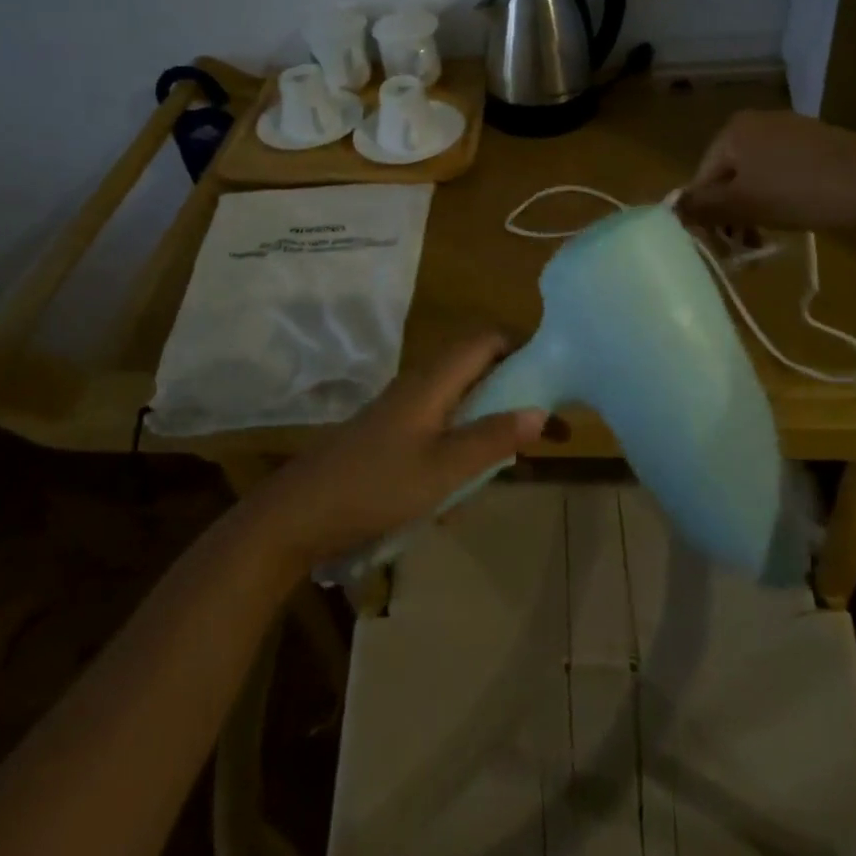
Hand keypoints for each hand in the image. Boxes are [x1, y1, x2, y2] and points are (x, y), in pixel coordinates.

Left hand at [246, 333, 547, 571]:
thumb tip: (542, 410)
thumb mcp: (442, 469)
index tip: (557, 376)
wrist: (298, 515)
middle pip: (479, 368)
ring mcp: (405, 409)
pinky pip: (444, 426)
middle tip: (551, 425)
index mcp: (434, 380)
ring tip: (522, 459)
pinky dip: (467, 443)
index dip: (523, 347)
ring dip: (493, 421)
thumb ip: (492, 439)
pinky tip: (470, 485)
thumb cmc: (374, 487)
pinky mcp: (394, 434)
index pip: (486, 340)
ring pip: (463, 400)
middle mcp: (421, 384)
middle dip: (517, 391)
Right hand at [676, 109, 855, 234]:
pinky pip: (783, 173)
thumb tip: (669, 212)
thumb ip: (702, 207)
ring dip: (754, 212)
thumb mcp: (743, 204)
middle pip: (728, 177)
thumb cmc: (799, 191)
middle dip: (732, 216)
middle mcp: (758, 122)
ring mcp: (791, 130)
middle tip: (745, 251)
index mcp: (733, 130)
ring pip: (756, 178)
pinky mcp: (818, 144)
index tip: (722, 248)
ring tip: (767, 241)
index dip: (706, 216)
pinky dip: (780, 198)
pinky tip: (795, 217)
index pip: (701, 178)